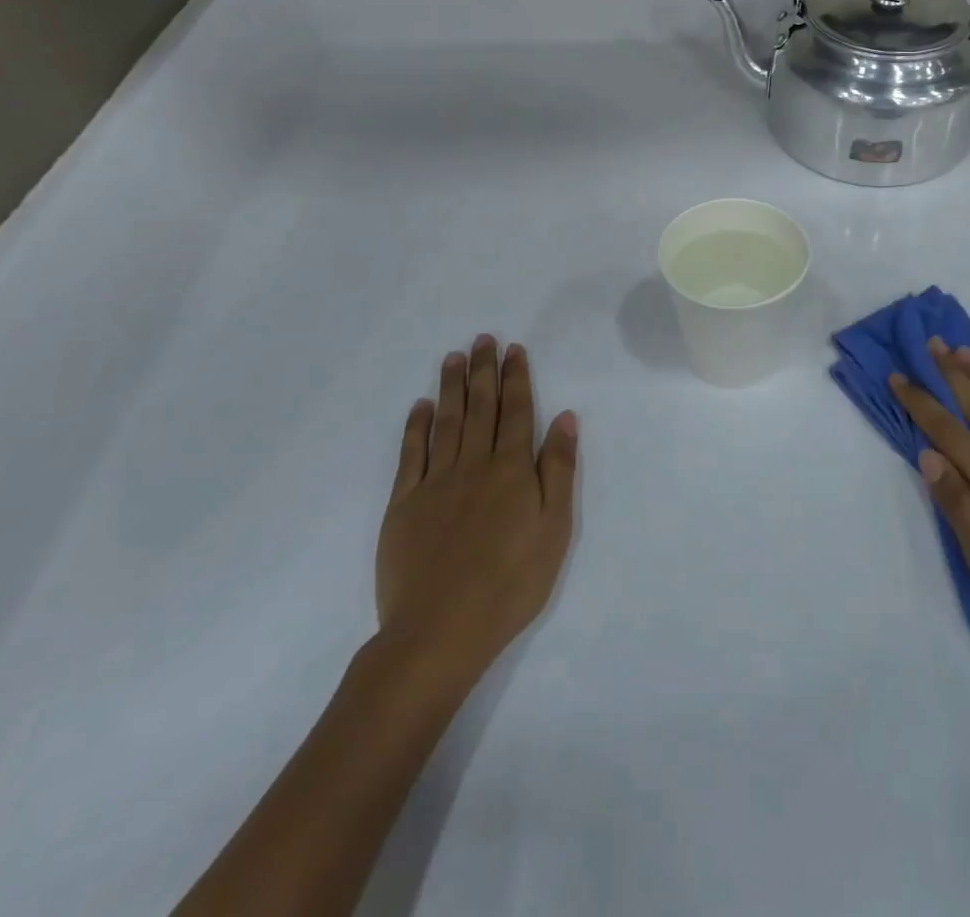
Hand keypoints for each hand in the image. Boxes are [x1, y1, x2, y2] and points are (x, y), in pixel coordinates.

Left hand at [375, 336, 577, 689]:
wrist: (440, 631)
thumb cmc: (511, 583)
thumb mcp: (555, 529)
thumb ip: (558, 469)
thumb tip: (565, 418)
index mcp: (512, 469)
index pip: (516, 411)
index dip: (516, 378)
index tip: (514, 350)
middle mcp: (473, 464)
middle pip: (480, 407)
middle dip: (483, 370)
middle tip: (483, 338)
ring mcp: (435, 482)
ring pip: (446, 421)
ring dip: (451, 386)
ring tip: (454, 357)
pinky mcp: (404, 504)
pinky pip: (411, 454)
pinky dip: (416, 426)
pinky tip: (421, 407)